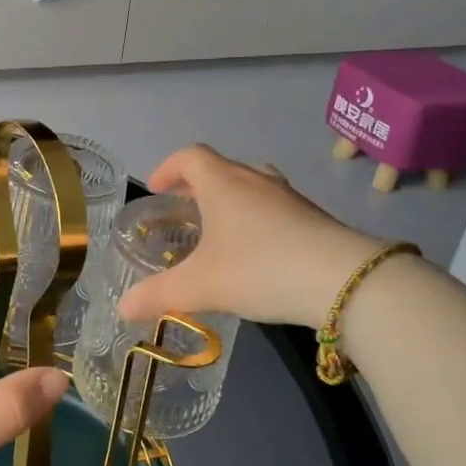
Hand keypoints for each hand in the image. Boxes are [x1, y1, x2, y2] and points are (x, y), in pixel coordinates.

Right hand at [117, 145, 382, 329]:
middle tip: (183, 210)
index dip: (168, 168)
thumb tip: (122, 309)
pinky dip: (256, 217)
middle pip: (221, 167)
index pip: (190, 156)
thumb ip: (158, 295)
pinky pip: (274, 206)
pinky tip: (256, 252)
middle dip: (197, 185)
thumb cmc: (259, 268)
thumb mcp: (201, 286)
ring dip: (230, 199)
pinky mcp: (313, 217)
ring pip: (251, 185)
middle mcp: (254, 180)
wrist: (342, 280)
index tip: (156, 188)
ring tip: (219, 229)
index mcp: (222, 183)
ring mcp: (288, 197)